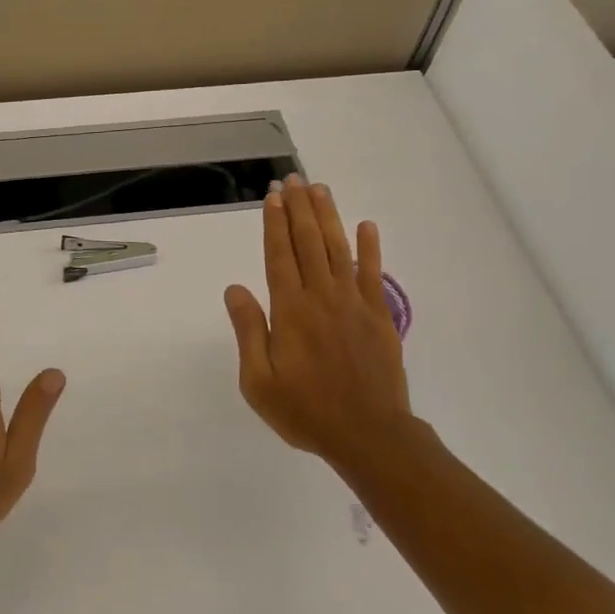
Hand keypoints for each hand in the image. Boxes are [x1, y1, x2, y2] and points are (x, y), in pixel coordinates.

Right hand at [224, 175, 412, 468]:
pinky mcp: (379, 316)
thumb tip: (235, 288)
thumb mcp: (259, 381)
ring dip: (329, 217)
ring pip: (340, 249)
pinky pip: (374, 274)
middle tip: (294, 179)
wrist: (368, 434)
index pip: (279, 255)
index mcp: (291, 311)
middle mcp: (323, 297)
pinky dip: (370, 248)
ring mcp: (355, 304)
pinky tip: (366, 226)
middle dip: (300, 208)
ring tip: (321, 189)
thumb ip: (248, 331)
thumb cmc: (305, 411)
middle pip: (309, 242)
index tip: (273, 196)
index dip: (275, 223)